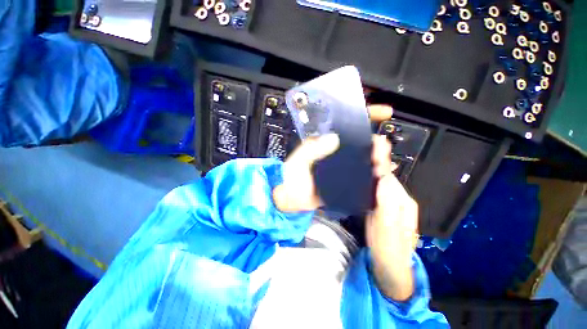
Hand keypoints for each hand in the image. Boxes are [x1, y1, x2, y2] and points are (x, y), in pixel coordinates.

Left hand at [272, 104, 393, 212]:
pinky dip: (374, 172)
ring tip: (383, 162)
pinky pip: (363, 173)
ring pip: (365, 157)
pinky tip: (382, 174)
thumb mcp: (298, 162)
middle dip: (376, 141)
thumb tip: (333, 138)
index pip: (346, 123)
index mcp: (324, 142)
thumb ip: (311, 150)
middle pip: (361, 141)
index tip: (383, 112)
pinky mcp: (345, 179)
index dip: (365, 115)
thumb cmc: (292, 179)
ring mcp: (342, 166)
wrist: (294, 200)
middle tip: (382, 147)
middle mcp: (336, 151)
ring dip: (378, 157)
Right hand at [368, 147, 418, 300]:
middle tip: (366, 144)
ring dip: (373, 167)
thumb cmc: (388, 247)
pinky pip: (375, 188)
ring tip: (362, 154)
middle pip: (386, 175)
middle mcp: (398, 197)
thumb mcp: (387, 226)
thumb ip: (387, 201)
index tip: (376, 142)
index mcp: (401, 200)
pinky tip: (361, 174)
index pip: (389, 174)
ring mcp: (390, 202)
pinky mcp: (381, 206)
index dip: (381, 159)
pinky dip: (369, 178)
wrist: (390, 266)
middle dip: (377, 159)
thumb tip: (384, 176)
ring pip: (381, 181)